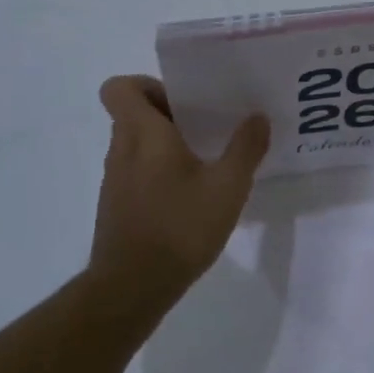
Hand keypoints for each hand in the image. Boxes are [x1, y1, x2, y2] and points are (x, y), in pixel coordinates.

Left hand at [89, 76, 269, 313]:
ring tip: (205, 161)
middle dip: (170, 114)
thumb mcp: (227, 187)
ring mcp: (115, 179)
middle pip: (134, 113)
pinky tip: (191, 196)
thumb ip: (245, 148)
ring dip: (166, 144)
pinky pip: (136, 170)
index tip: (183, 100)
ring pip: (136, 143)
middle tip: (207, 127)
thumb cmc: (179, 227)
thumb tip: (258, 117)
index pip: (120, 87)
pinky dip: (159, 171)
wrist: (132, 288)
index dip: (148, 84)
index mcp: (142, 133)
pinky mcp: (117, 205)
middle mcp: (122, 149)